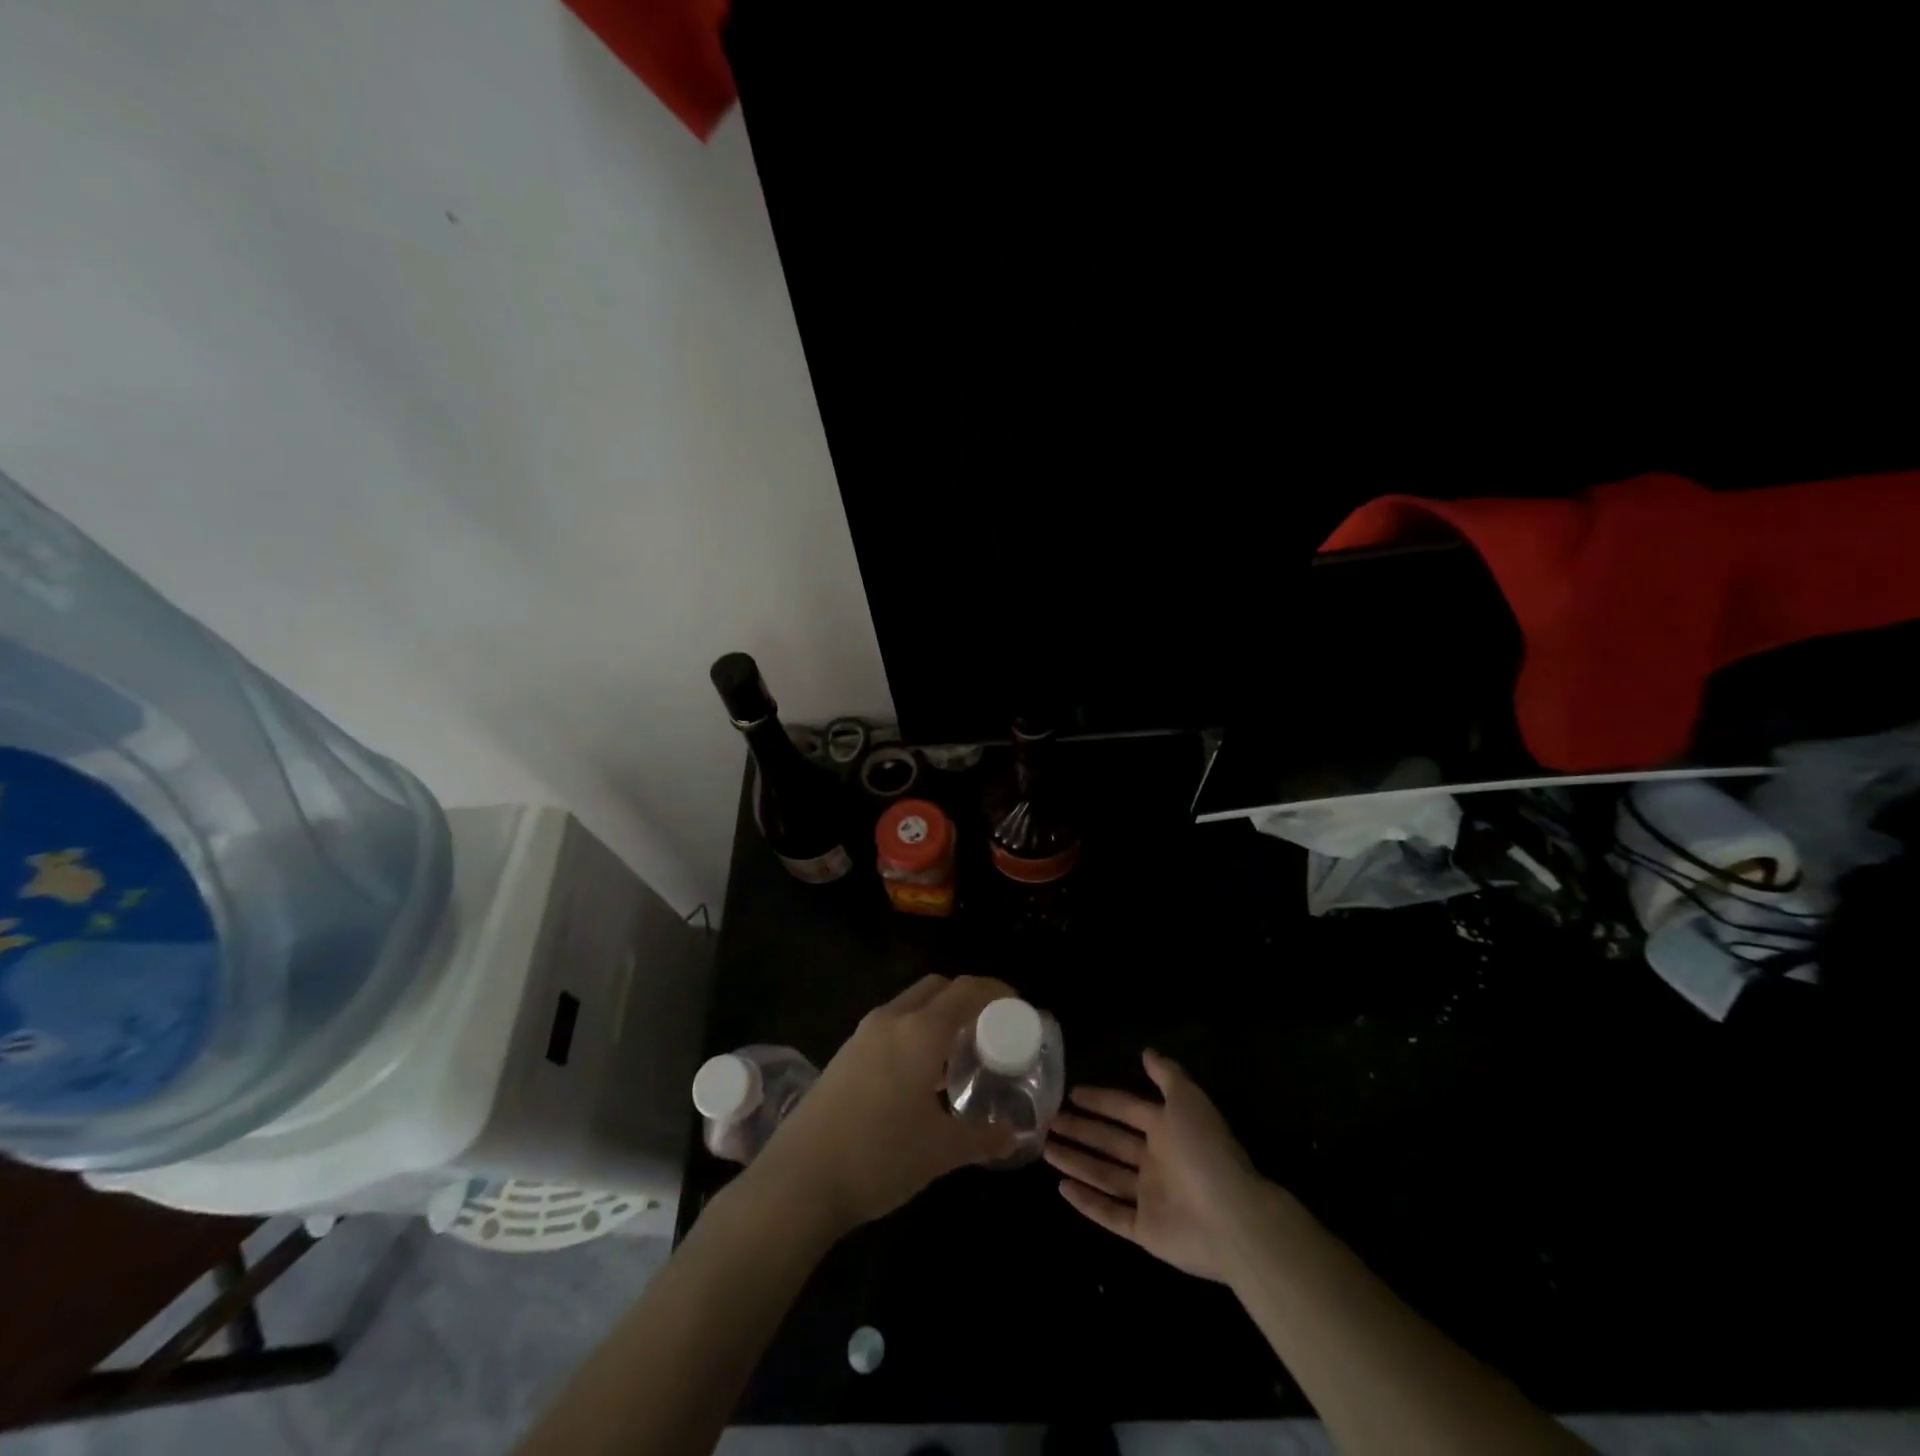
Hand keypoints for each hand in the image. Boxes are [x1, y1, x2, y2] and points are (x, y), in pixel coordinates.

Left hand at [750, 975, 1018, 1238]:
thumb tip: (1014, 1136)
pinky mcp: (845, 1053)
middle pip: (937, 987)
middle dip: (967, 997)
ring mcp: (863, 1034)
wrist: (799, 1180)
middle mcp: (891, 1019)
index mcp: (920, 1031)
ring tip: (960, 1052)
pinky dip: (915, 1031)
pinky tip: (922, 1075)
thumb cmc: (880, 1157)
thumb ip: (983, 1138)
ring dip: (938, 1014)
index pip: (966, 990)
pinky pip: (891, 1025)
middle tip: (990, 1027)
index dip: (996, 990)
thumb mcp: (941, 1152)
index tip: (1018, 1005)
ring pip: (910, 1004)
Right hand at [1045, 1050, 1265, 1281]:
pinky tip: (1062, 1188)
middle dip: (1080, 1130)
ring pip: (1104, 1175)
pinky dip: (1087, 1202)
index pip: (1126, 1109)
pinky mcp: (1146, 1231)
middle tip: (1048, 1121)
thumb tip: (1146, 1051)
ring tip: (1045, 1149)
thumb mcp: (1188, 1101)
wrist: (1233, 1220)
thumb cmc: (1205, 1152)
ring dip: (1076, 1161)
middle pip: (1110, 1142)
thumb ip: (1167, 1075)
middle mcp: (1156, 1161)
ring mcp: (1150, 1197)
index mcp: (1167, 1130)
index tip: (1071, 1093)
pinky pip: (1111, 1214)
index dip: (1100, 1101)